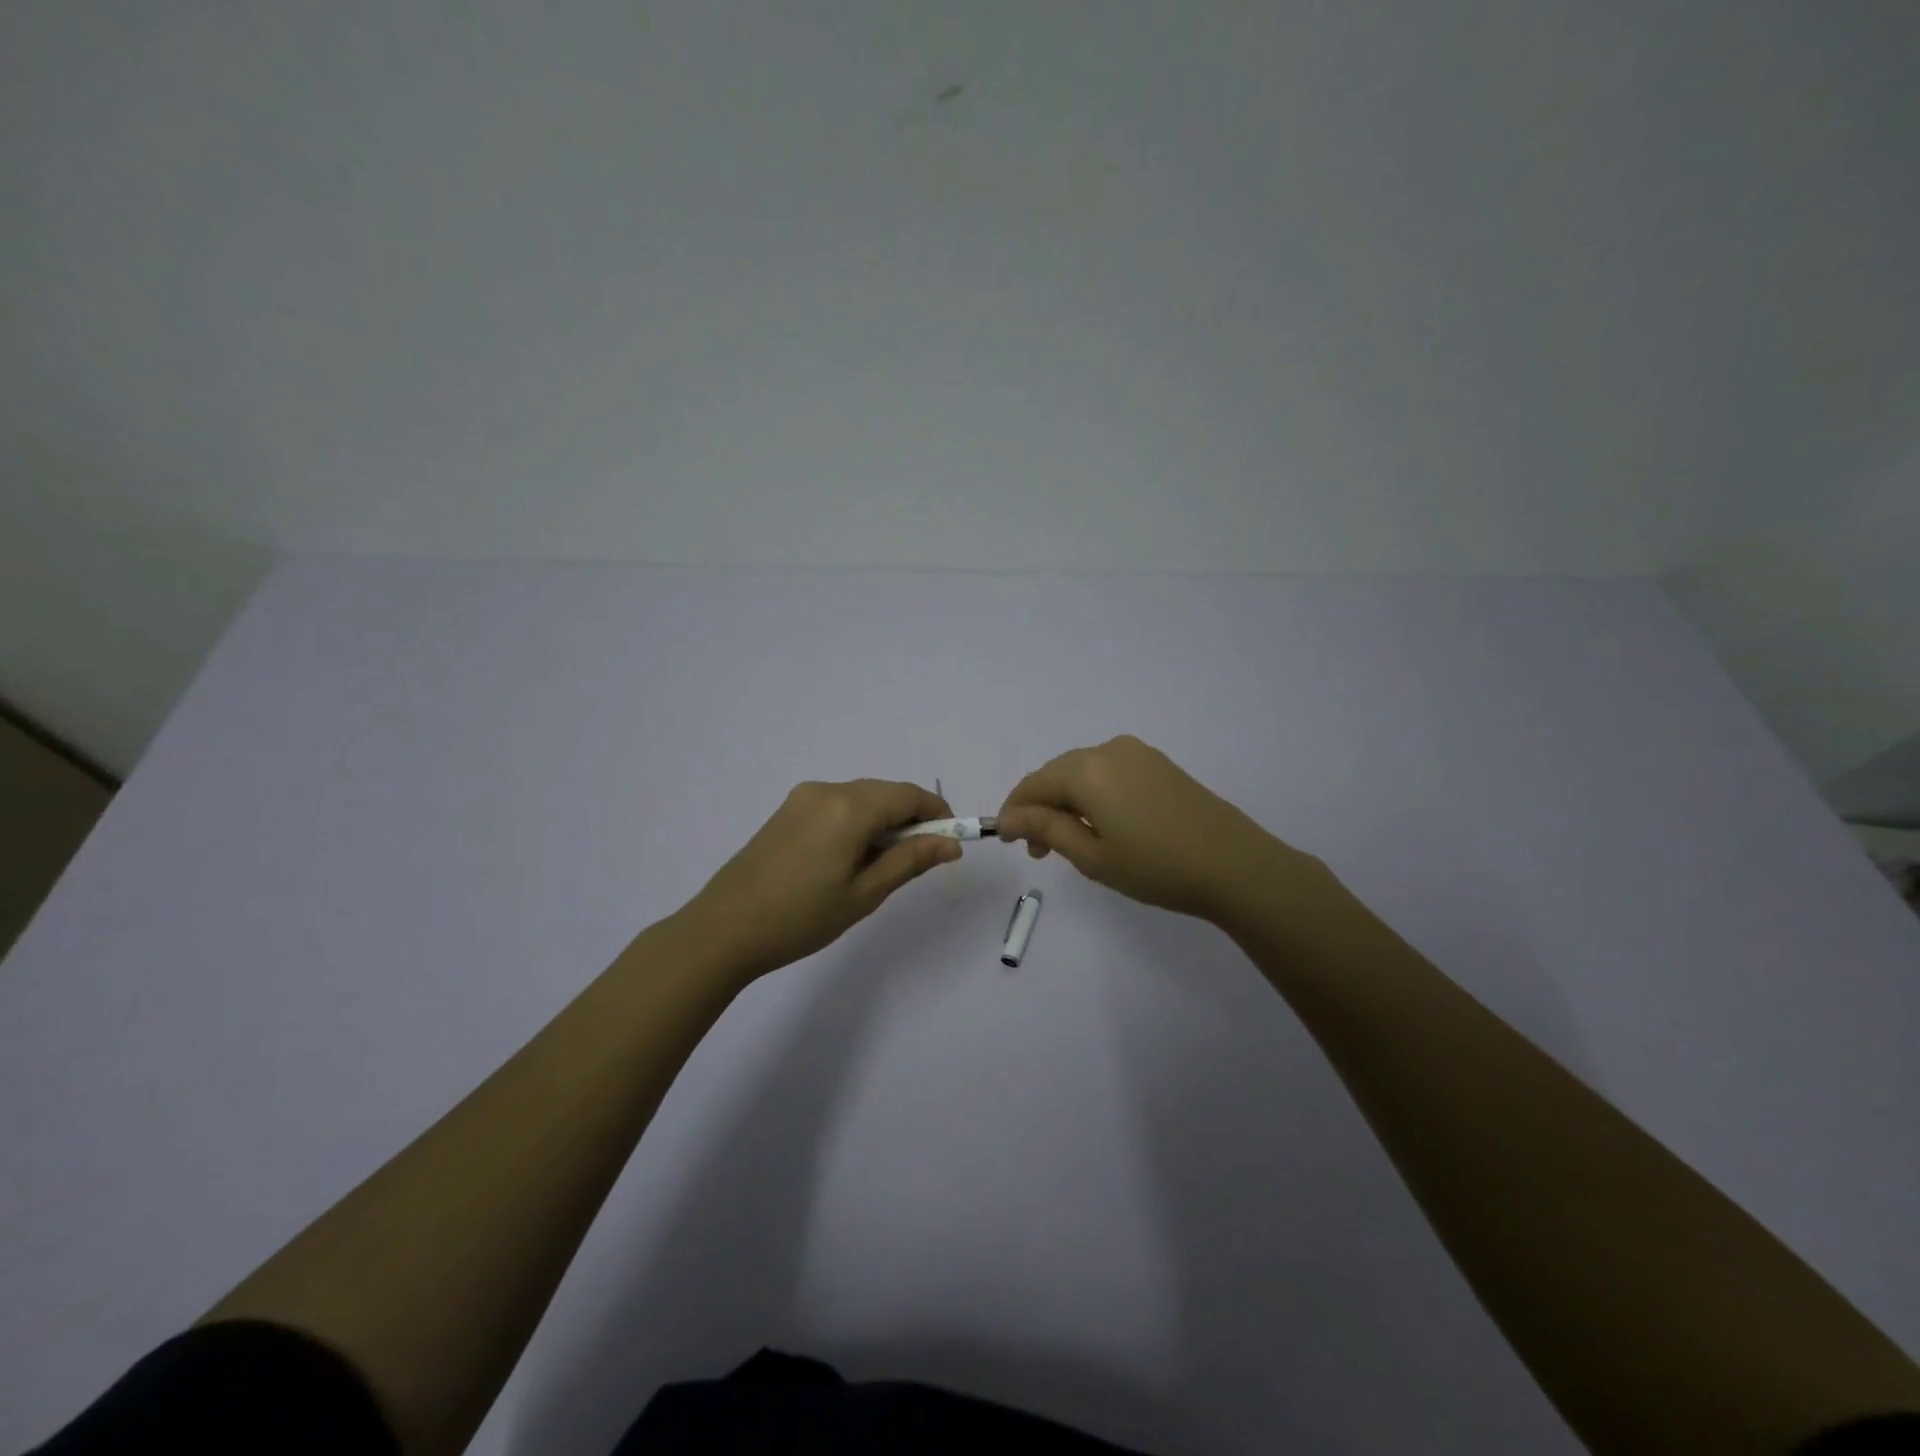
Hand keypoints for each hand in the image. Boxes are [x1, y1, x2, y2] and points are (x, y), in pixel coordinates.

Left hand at [680, 779, 959, 981]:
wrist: (724, 929)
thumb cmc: (801, 918)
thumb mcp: (864, 894)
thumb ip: (910, 861)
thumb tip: (951, 843)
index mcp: (849, 807)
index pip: (908, 795)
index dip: (936, 812)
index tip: (950, 841)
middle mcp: (827, 790)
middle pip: (885, 793)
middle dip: (910, 818)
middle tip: (919, 860)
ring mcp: (803, 798)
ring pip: (861, 798)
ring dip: (883, 821)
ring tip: (882, 865)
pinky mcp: (787, 810)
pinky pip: (837, 805)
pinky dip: (856, 822)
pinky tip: (850, 857)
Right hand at [997, 735, 1324, 925]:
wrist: (1236, 866)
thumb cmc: (1156, 867)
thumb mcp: (1092, 855)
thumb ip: (1045, 828)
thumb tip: (1008, 816)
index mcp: (1086, 769)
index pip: (1033, 784)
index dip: (1014, 811)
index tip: (1007, 841)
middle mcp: (1109, 750)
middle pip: (1058, 775)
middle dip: (1041, 809)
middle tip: (1039, 852)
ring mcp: (1138, 754)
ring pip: (1084, 774)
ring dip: (1068, 804)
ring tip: (1070, 844)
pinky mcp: (1159, 765)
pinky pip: (1110, 774)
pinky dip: (1095, 797)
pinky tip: (1103, 827)